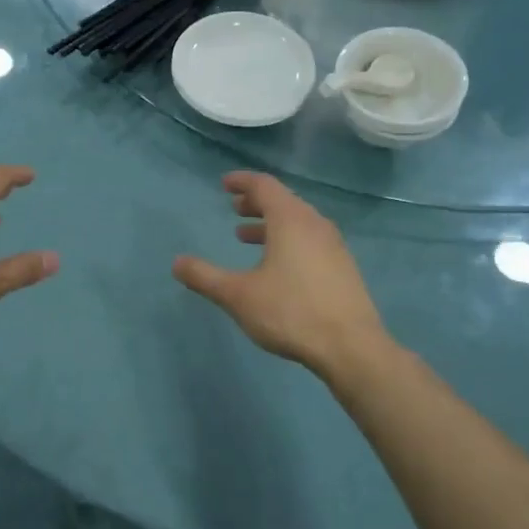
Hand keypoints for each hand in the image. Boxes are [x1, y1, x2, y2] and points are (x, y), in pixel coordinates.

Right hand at [172, 172, 389, 373]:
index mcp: (290, 220)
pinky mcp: (343, 268)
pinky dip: (288, 240)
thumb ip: (205, 277)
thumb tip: (177, 262)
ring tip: (247, 237)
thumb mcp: (238, 296)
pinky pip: (310, 240)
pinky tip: (278, 266)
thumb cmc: (290, 312)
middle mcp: (315, 224)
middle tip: (234, 209)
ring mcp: (334, 246)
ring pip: (298, 222)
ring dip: (271, 223)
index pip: (264, 186)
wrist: (351, 347)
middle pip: (283, 201)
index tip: (224, 184)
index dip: (242, 181)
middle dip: (256, 202)